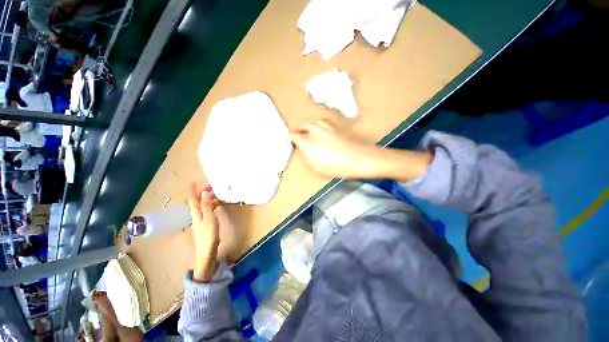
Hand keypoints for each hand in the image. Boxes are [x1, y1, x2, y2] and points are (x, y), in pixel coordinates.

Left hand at [187, 182, 219, 282]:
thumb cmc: (208, 235)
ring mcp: (200, 220)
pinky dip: (210, 204)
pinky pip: (206, 210)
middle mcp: (196, 215)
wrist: (207, 251)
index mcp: (196, 213)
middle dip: (200, 192)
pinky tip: (216, 205)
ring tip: (213, 192)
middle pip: (196, 201)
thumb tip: (204, 192)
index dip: (192, 190)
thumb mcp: (209, 219)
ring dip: (206, 198)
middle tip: (209, 185)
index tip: (192, 181)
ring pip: (201, 205)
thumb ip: (207, 206)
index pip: (192, 199)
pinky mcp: (205, 224)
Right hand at [290, 120, 432, 181]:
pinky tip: (321, 132)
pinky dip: (318, 126)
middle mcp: (315, 131)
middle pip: (303, 126)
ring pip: (313, 122)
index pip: (294, 135)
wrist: (359, 159)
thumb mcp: (317, 168)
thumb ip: (307, 159)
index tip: (291, 142)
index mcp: (308, 142)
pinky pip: (322, 123)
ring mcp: (326, 128)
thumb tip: (304, 152)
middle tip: (298, 138)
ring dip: (308, 127)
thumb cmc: (337, 167)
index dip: (291, 138)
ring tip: (308, 133)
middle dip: (299, 131)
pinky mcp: (335, 128)